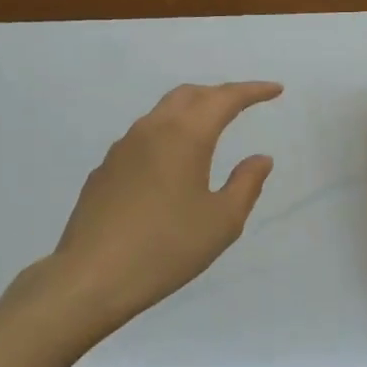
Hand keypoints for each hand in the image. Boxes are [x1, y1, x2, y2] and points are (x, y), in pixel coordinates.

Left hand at [25, 82, 282, 345]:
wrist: (91, 276)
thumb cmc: (166, 248)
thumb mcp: (221, 222)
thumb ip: (246, 184)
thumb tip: (260, 158)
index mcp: (185, 136)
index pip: (224, 99)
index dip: (252, 91)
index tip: (275, 89)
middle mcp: (151, 130)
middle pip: (189, 95)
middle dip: (219, 94)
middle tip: (242, 105)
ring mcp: (122, 148)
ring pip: (162, 114)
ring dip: (190, 112)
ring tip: (209, 130)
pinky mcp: (104, 169)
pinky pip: (142, 139)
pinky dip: (166, 137)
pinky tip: (170, 166)